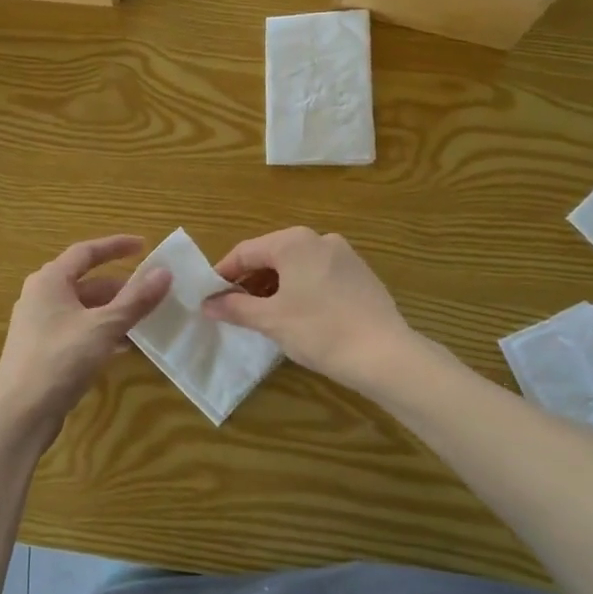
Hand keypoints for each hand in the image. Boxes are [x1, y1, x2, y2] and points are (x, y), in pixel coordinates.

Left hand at [0, 235, 172, 432]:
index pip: (86, 252)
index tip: (143, 246)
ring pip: (83, 309)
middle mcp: (40, 297)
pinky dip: (101, 332)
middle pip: (86, 282)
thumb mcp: (103, 328)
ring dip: (113, 312)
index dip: (115, 246)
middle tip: (151, 292)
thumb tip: (164, 272)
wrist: (20, 414)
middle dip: (120, 287)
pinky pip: (78, 330)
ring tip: (144, 320)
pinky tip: (123, 346)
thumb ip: (135, 300)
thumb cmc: (60, 360)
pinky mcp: (42, 350)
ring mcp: (39, 325)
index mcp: (49, 281)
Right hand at [204, 227, 413, 391]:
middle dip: (249, 281)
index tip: (209, 296)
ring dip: (274, 287)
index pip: (245, 251)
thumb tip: (207, 304)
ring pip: (296, 266)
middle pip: (271, 255)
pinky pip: (318, 275)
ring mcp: (344, 255)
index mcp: (293, 242)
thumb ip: (234, 307)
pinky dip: (300, 290)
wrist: (385, 354)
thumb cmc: (319, 331)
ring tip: (263, 315)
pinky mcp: (360, 275)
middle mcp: (319, 239)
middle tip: (234, 309)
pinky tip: (298, 317)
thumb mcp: (270, 320)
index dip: (223, 273)